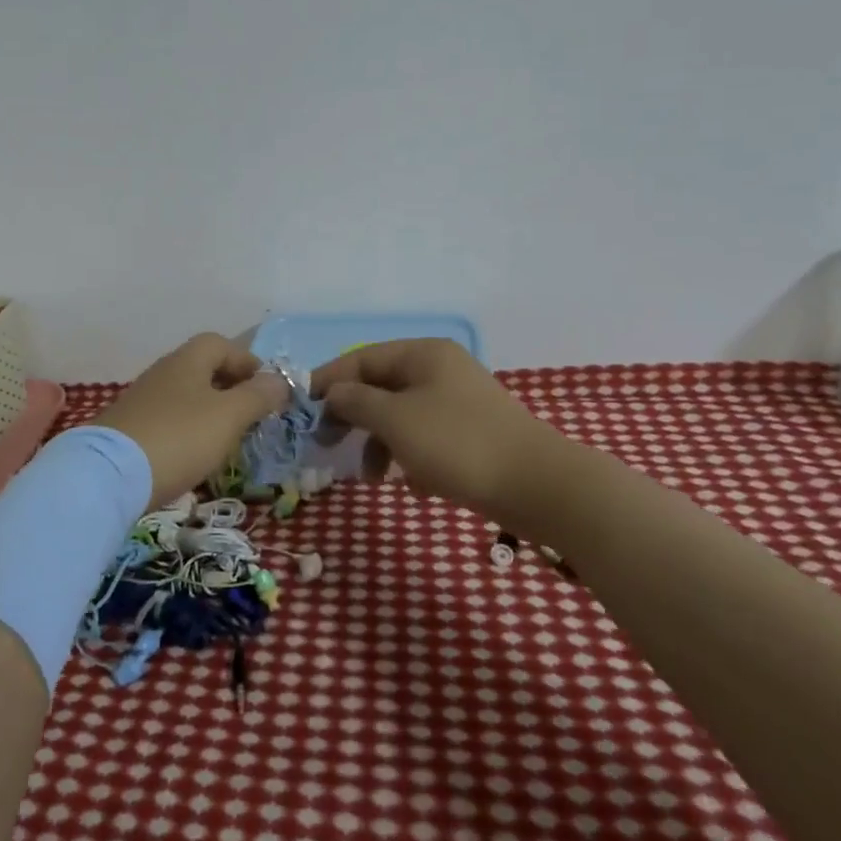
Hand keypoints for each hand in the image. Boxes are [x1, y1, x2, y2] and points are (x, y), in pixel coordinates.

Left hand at [89, 333, 289, 508]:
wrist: (109, 475)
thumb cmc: (179, 437)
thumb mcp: (229, 416)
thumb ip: (257, 396)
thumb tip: (279, 380)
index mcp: (187, 360)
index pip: (221, 344)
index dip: (247, 362)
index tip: (267, 389)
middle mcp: (163, 372)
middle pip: (203, 369)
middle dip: (230, 388)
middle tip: (252, 416)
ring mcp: (142, 400)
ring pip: (186, 396)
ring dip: (210, 411)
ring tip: (228, 439)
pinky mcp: (129, 429)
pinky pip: (169, 420)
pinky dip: (188, 431)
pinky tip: (194, 455)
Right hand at [311, 339, 571, 524]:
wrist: (538, 485)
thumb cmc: (457, 443)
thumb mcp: (395, 419)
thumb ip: (355, 401)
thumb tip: (332, 393)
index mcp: (422, 354)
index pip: (361, 359)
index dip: (328, 381)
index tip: (303, 409)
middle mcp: (440, 369)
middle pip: (381, 386)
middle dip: (353, 417)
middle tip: (327, 444)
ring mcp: (458, 401)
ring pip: (402, 416)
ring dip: (380, 444)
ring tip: (372, 478)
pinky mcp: (472, 433)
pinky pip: (426, 438)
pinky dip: (411, 458)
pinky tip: (413, 486)